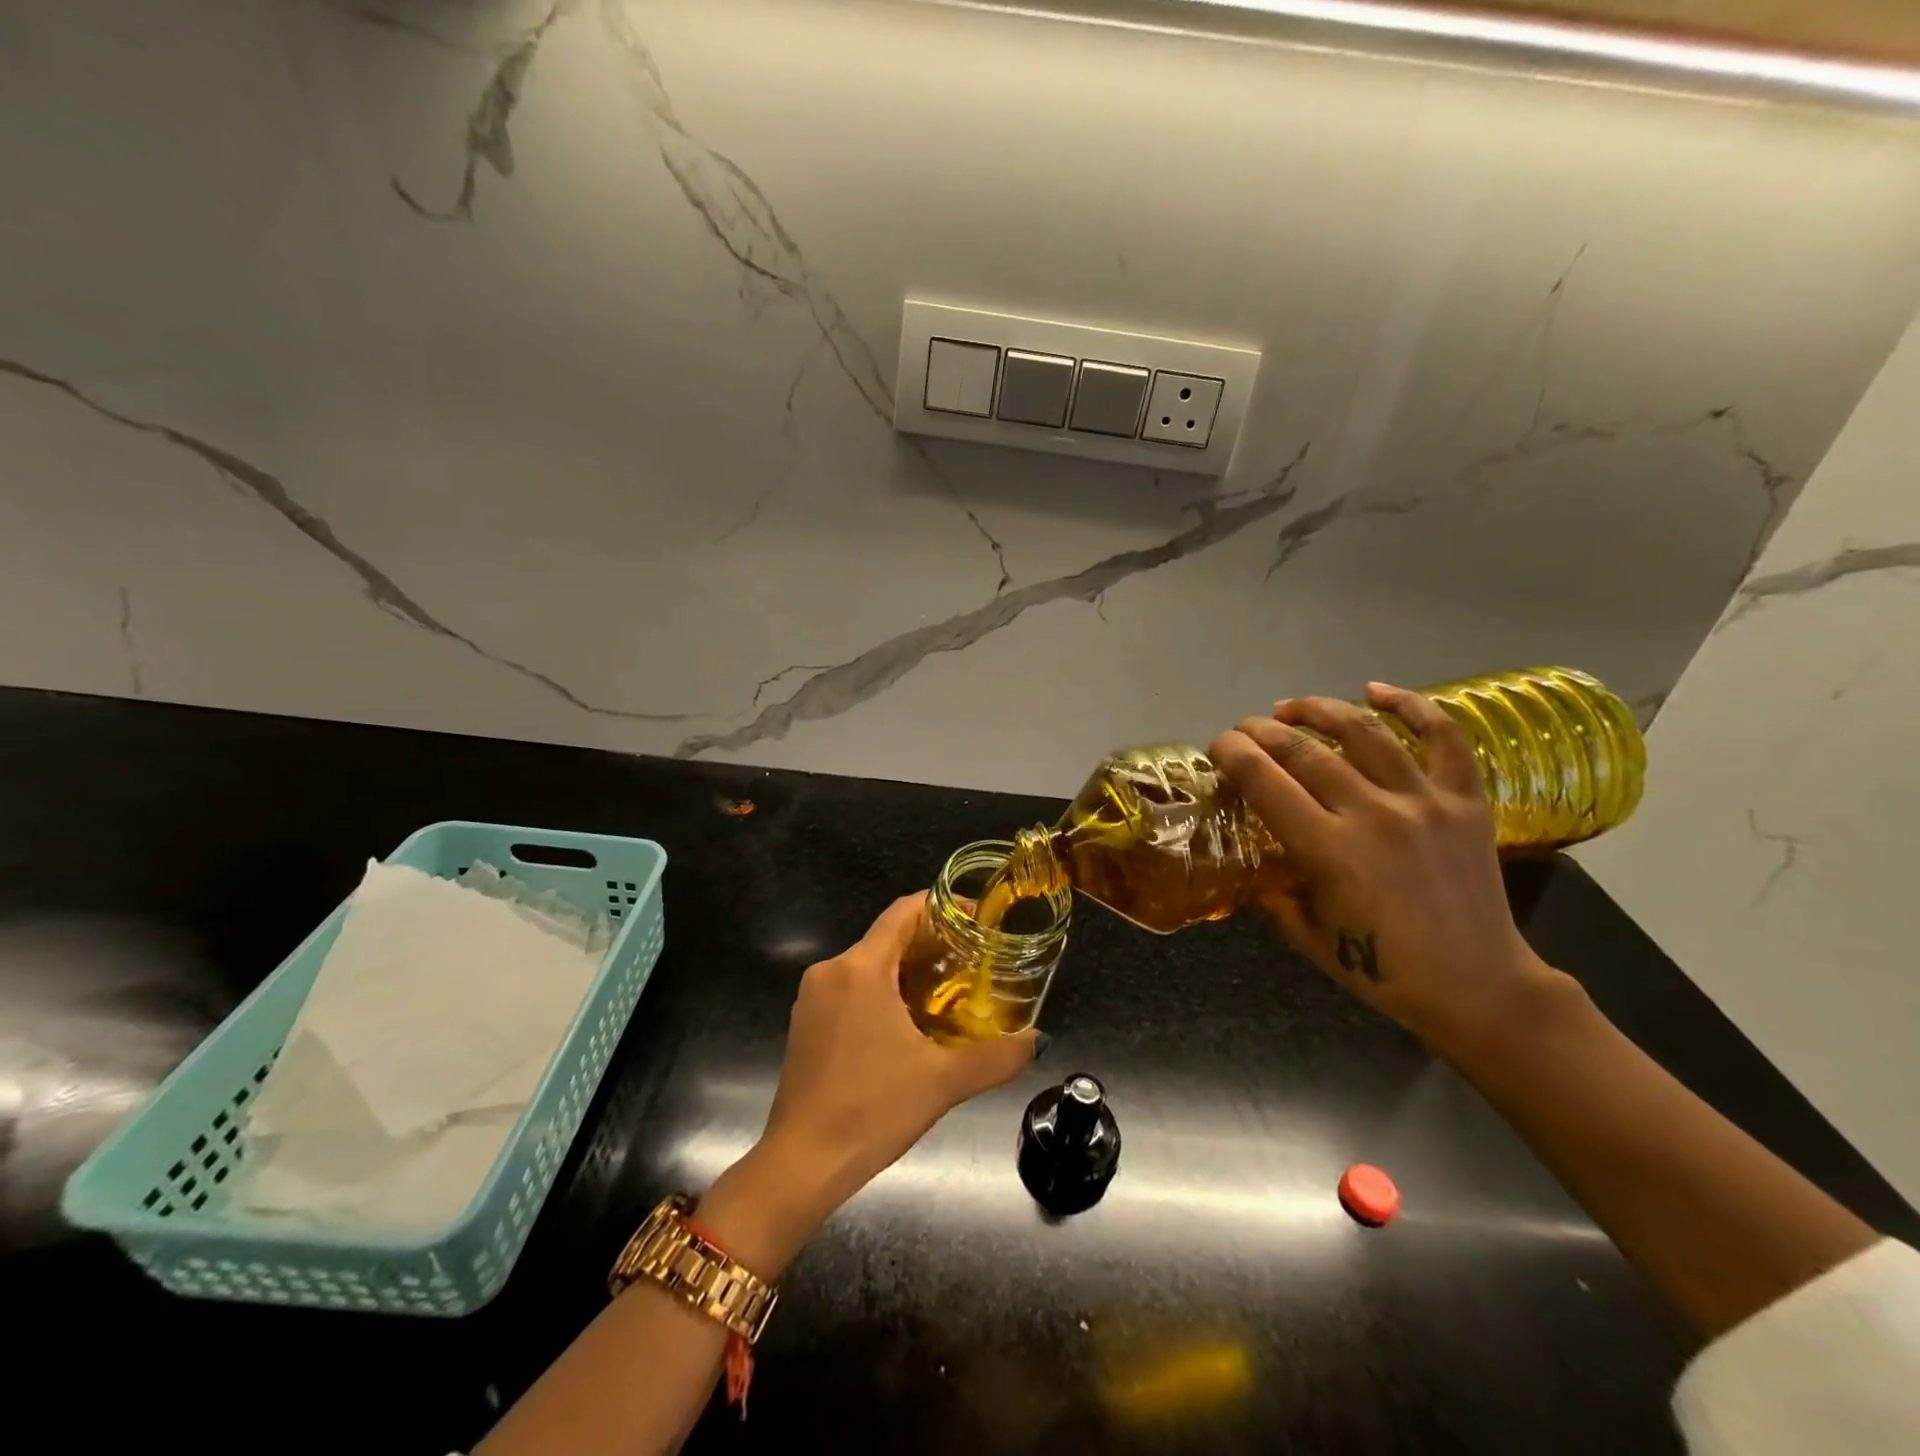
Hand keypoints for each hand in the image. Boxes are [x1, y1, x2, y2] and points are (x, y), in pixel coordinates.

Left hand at [696, 894, 1036, 1276]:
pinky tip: (908, 1024)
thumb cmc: (871, 1110)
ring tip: (949, 993)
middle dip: (930, 944)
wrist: (800, 1164)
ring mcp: (812, 997)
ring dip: (906, 971)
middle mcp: (831, 970)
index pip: (903, 912)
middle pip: (887, 937)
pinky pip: (850, 989)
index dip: (940, 906)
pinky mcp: (805, 1022)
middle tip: (973, 962)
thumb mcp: (943, 1082)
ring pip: (868, 965)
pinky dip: (882, 992)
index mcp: (860, 968)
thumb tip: (1038, 1040)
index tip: (975, 918)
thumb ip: (996, 1057)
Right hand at [1208, 683, 1560, 1056]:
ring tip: (1291, 707)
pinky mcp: (1466, 801)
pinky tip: (1376, 690)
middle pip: (1304, 749)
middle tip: (1245, 731)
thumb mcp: (1308, 938)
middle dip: (1262, 731)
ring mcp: (1424, 802)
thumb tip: (1254, 863)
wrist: (1479, 987)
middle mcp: (1372, 814)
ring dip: (1318, 710)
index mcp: (1328, 850)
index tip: (1219, 747)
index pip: (1264, 780)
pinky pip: (1442, 738)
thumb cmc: (1383, 972)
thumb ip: (1273, 894)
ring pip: (1363, 732)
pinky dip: (1410, 706)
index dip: (1232, 752)